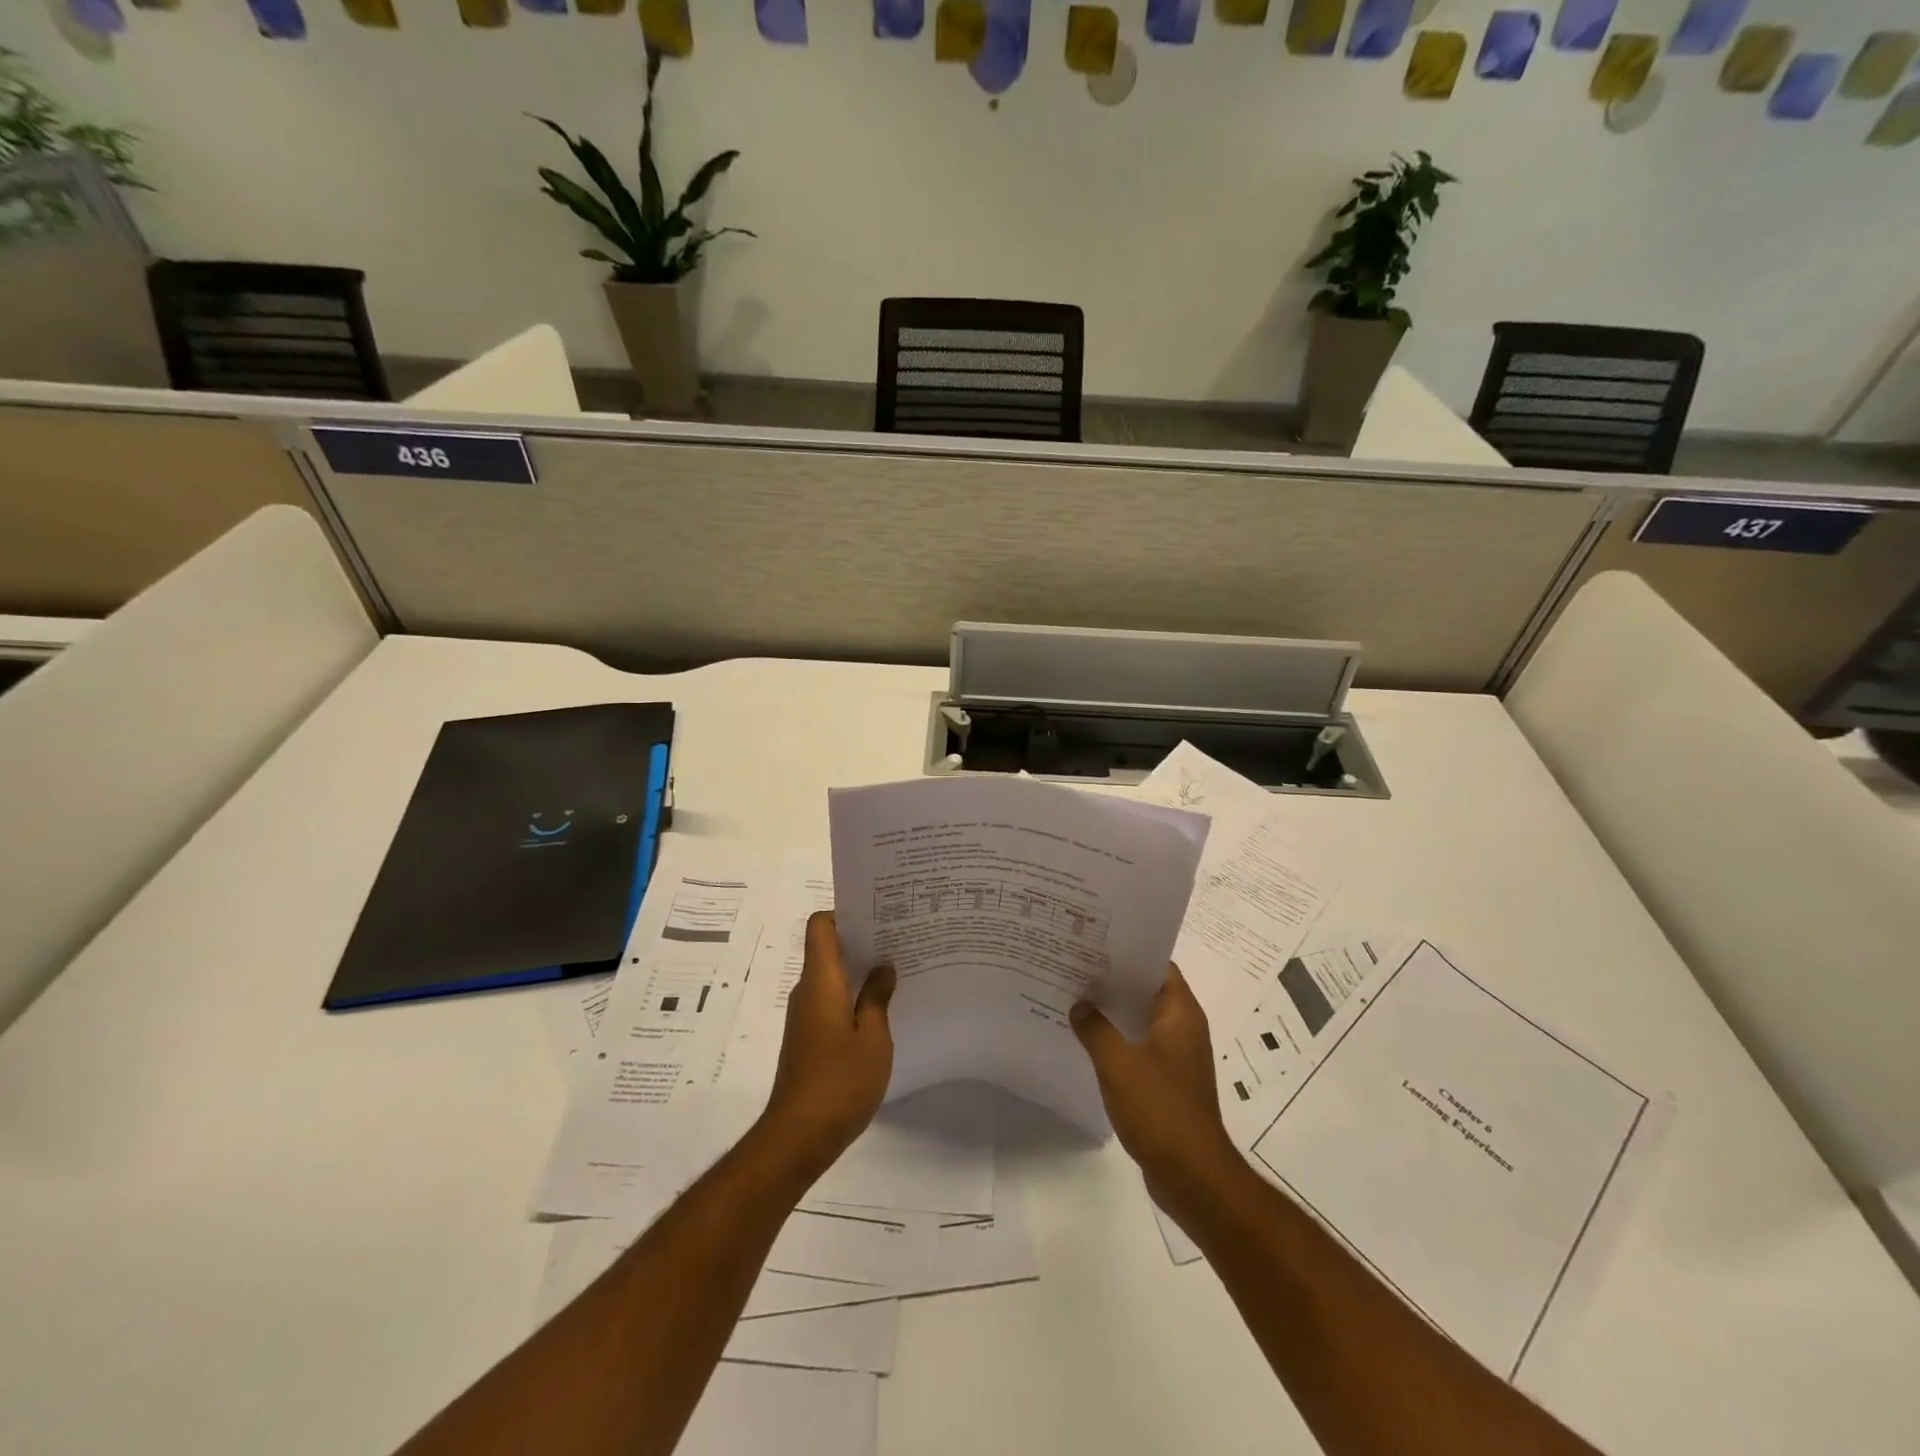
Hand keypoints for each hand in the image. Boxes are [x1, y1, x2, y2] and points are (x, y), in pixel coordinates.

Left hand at [761, 911, 896, 1177]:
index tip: (877, 916)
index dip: (844, 913)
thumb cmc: (839, 1081)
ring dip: (859, 971)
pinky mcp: (808, 1038)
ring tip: (897, 971)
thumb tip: (882, 967)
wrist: (798, 1137)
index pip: (821, 926)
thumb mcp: (872, 1038)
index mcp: (820, 981)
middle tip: (900, 939)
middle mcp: (807, 991)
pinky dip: (853, 996)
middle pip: (828, 948)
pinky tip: (881, 1009)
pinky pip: (830, 1001)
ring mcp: (805, 1016)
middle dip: (861, 940)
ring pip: (831, 977)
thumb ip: (877, 997)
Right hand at [1071, 965, 1239, 1199]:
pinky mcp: (1169, 1084)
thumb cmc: (1160, 1108)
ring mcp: (1178, 1058)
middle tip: (1076, 967)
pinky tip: (1087, 1044)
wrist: (1192, 1176)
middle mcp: (1184, 1029)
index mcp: (1181, 1013)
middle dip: (1114, 981)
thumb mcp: (1118, 1062)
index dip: (1129, 953)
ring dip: (1113, 1014)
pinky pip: (1140, 1049)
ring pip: (1141, 1022)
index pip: (1158, 966)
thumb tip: (1079, 1005)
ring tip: (1074, 1000)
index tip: (1096, 944)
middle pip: (1147, 992)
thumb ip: (1095, 1028)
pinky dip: (1118, 1042)